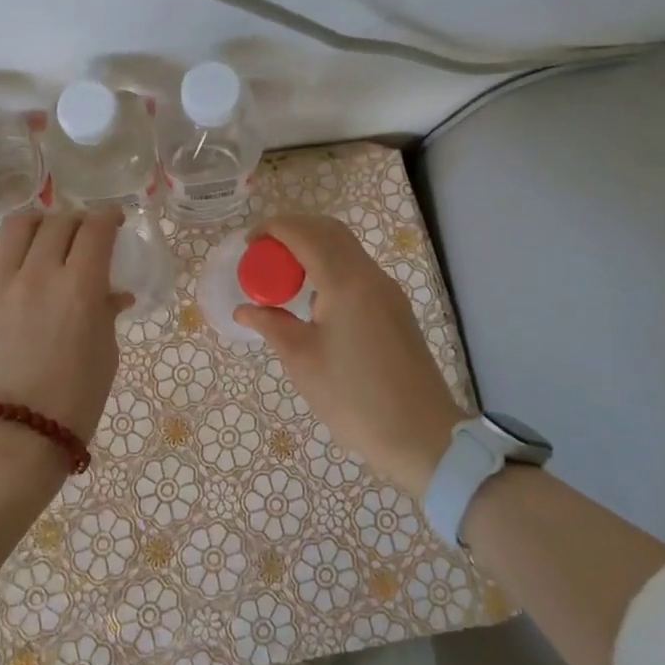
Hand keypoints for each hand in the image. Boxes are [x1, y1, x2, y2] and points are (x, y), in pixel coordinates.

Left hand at [0, 209, 133, 473]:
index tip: (113, 222)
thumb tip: (114, 293)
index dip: (109, 217)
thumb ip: (107, 313)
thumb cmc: (73, 402)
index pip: (97, 229)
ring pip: (16, 225)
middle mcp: (37, 274)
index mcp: (80, 288)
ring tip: (40, 237)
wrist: (15, 440)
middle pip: (60, 222)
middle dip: (77, 222)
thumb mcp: (105, 355)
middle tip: (80, 237)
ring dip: (36, 223)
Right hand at [235, 216, 464, 497]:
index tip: (247, 246)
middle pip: (328, 230)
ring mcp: (387, 291)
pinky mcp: (394, 308)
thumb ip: (271, 324)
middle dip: (292, 231)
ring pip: (346, 248)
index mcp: (345, 281)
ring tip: (283, 277)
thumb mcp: (302, 360)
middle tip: (263, 255)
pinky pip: (357, 270)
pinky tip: (312, 300)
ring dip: (312, 249)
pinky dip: (329, 267)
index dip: (272, 229)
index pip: (304, 233)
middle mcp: (370, 275)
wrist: (421, 435)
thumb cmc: (353, 397)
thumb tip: (244, 308)